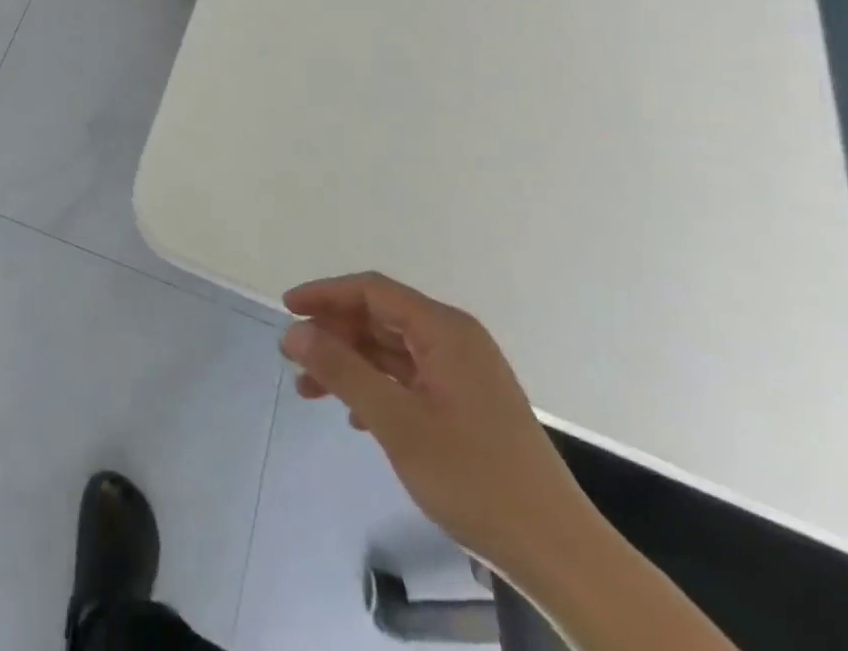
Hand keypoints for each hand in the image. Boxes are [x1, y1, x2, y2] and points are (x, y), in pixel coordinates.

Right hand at [279, 272, 591, 578]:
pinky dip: (376, 387)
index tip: (286, 309)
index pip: (372, 291)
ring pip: (391, 350)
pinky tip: (355, 416)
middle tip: (293, 358)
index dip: (324, 295)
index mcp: (444, 330)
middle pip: (380, 318)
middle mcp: (455, 340)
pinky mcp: (469, 404)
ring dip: (350, 365)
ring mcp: (465, 373)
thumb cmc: (475, 479)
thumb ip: (342, 370)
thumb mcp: (397, 422)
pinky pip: (409, 377)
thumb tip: (294, 331)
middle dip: (333, 335)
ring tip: (311, 391)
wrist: (561, 556)